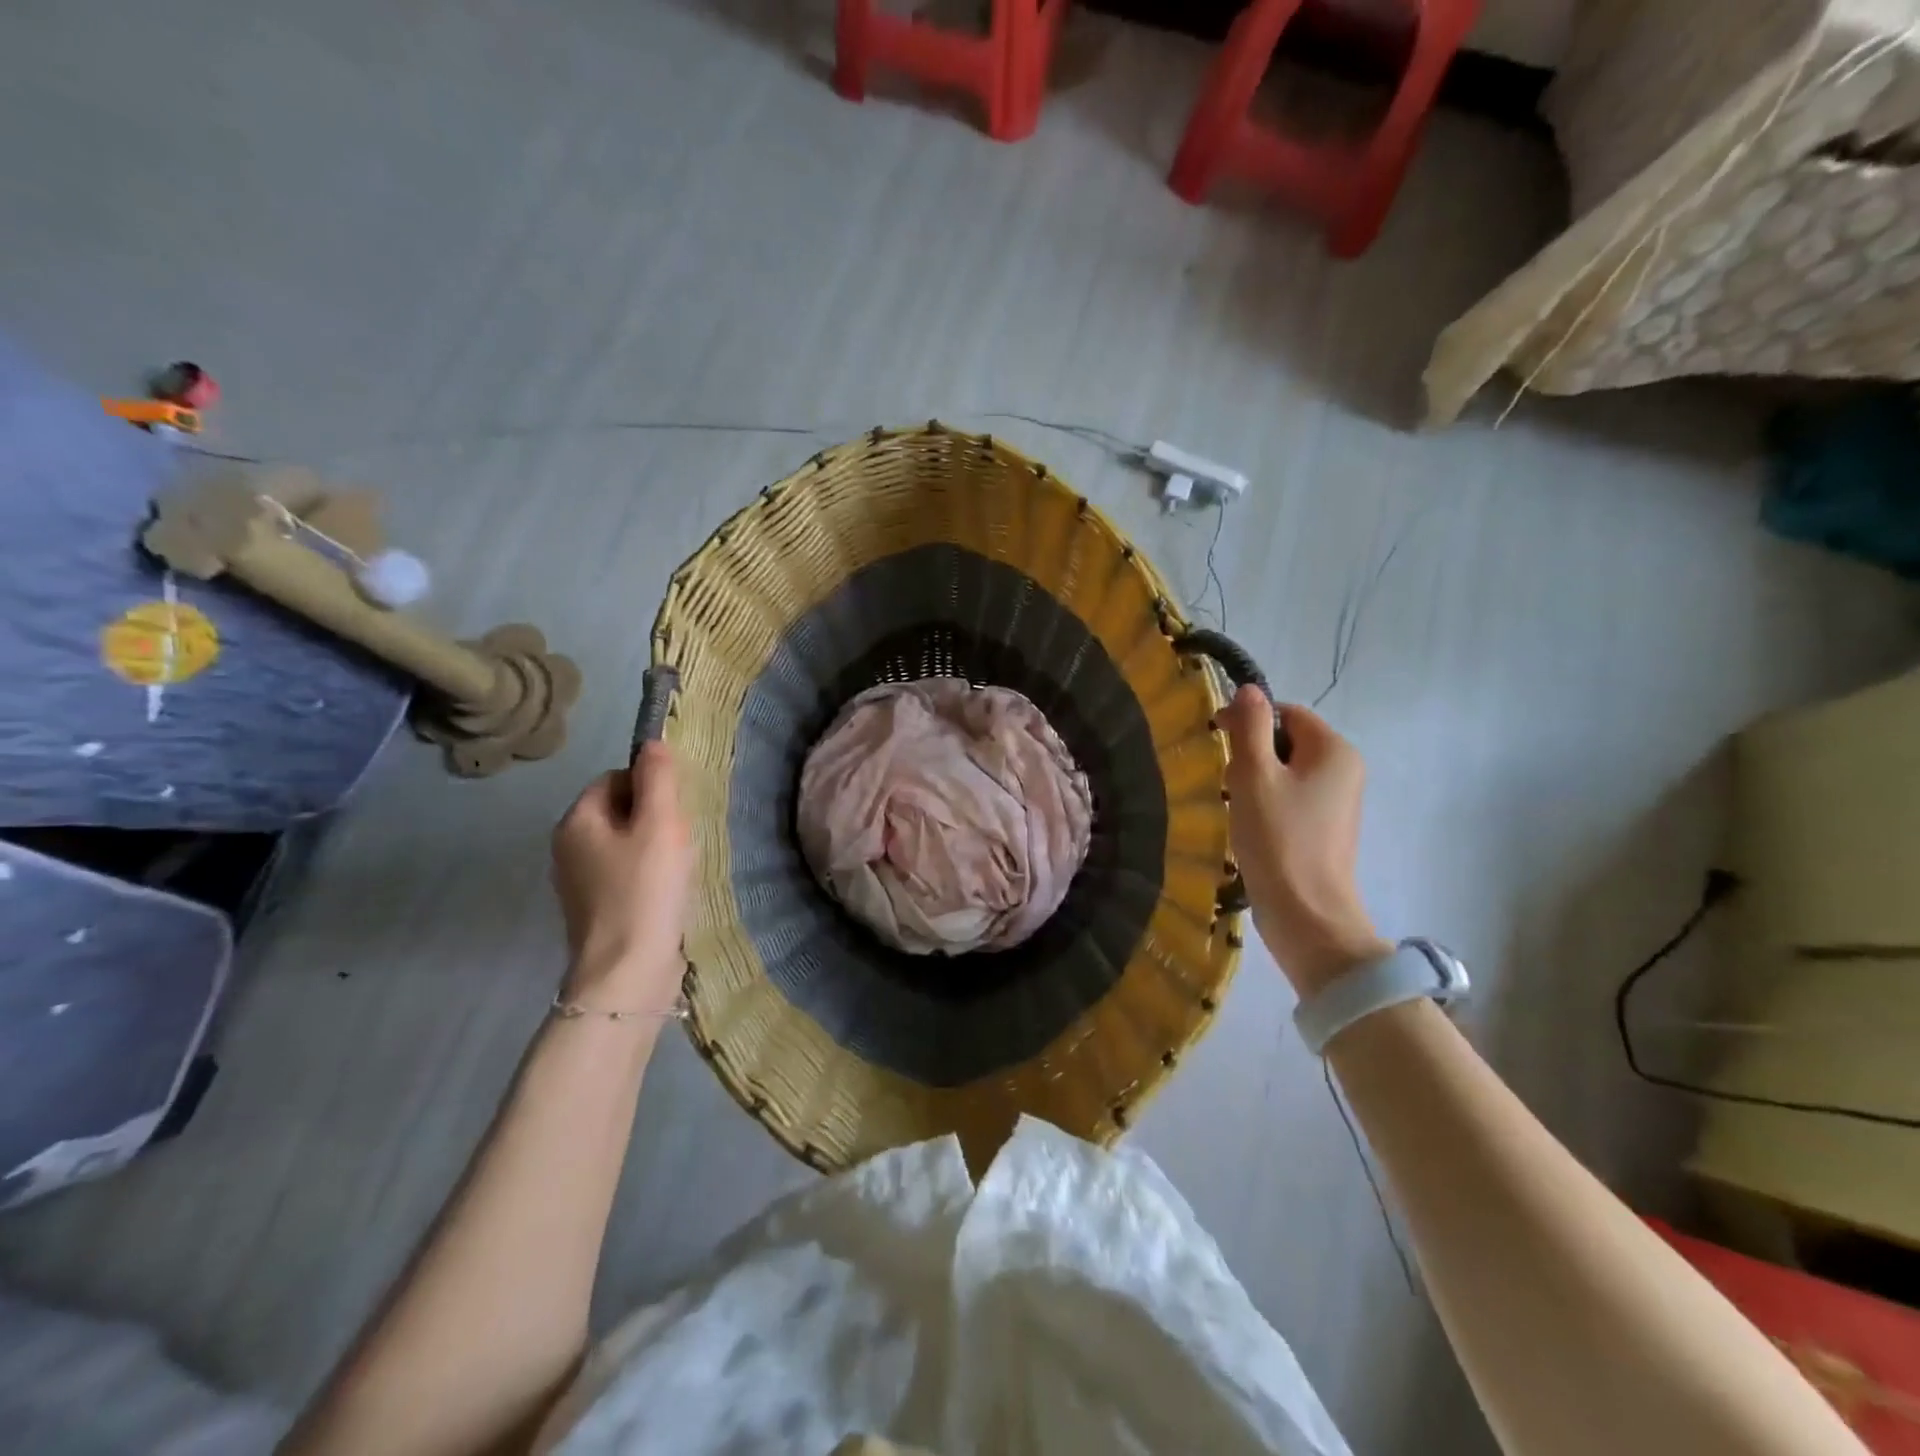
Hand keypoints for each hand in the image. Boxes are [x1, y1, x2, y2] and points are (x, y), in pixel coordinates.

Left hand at [551, 744, 693, 1010]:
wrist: (627, 973)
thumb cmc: (645, 890)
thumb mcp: (660, 824)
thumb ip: (658, 778)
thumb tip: (651, 742)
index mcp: (576, 821)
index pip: (614, 778)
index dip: (650, 786)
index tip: (677, 809)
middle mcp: (567, 847)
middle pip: (619, 811)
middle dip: (654, 818)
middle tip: (682, 838)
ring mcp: (578, 883)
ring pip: (624, 844)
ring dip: (654, 848)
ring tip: (679, 867)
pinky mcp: (595, 911)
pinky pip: (624, 875)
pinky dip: (647, 876)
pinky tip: (668, 892)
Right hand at [1216, 688, 1391, 997]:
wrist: (1306, 915)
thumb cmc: (1278, 839)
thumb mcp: (1254, 776)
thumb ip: (1249, 727)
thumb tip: (1249, 689)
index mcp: (1334, 751)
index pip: (1288, 713)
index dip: (1249, 720)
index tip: (1216, 740)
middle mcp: (1345, 770)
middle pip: (1288, 741)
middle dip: (1251, 755)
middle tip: (1228, 782)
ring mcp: (1338, 802)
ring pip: (1286, 772)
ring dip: (1256, 782)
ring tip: (1238, 807)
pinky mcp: (1326, 829)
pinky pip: (1292, 799)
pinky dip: (1267, 804)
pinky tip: (1251, 827)